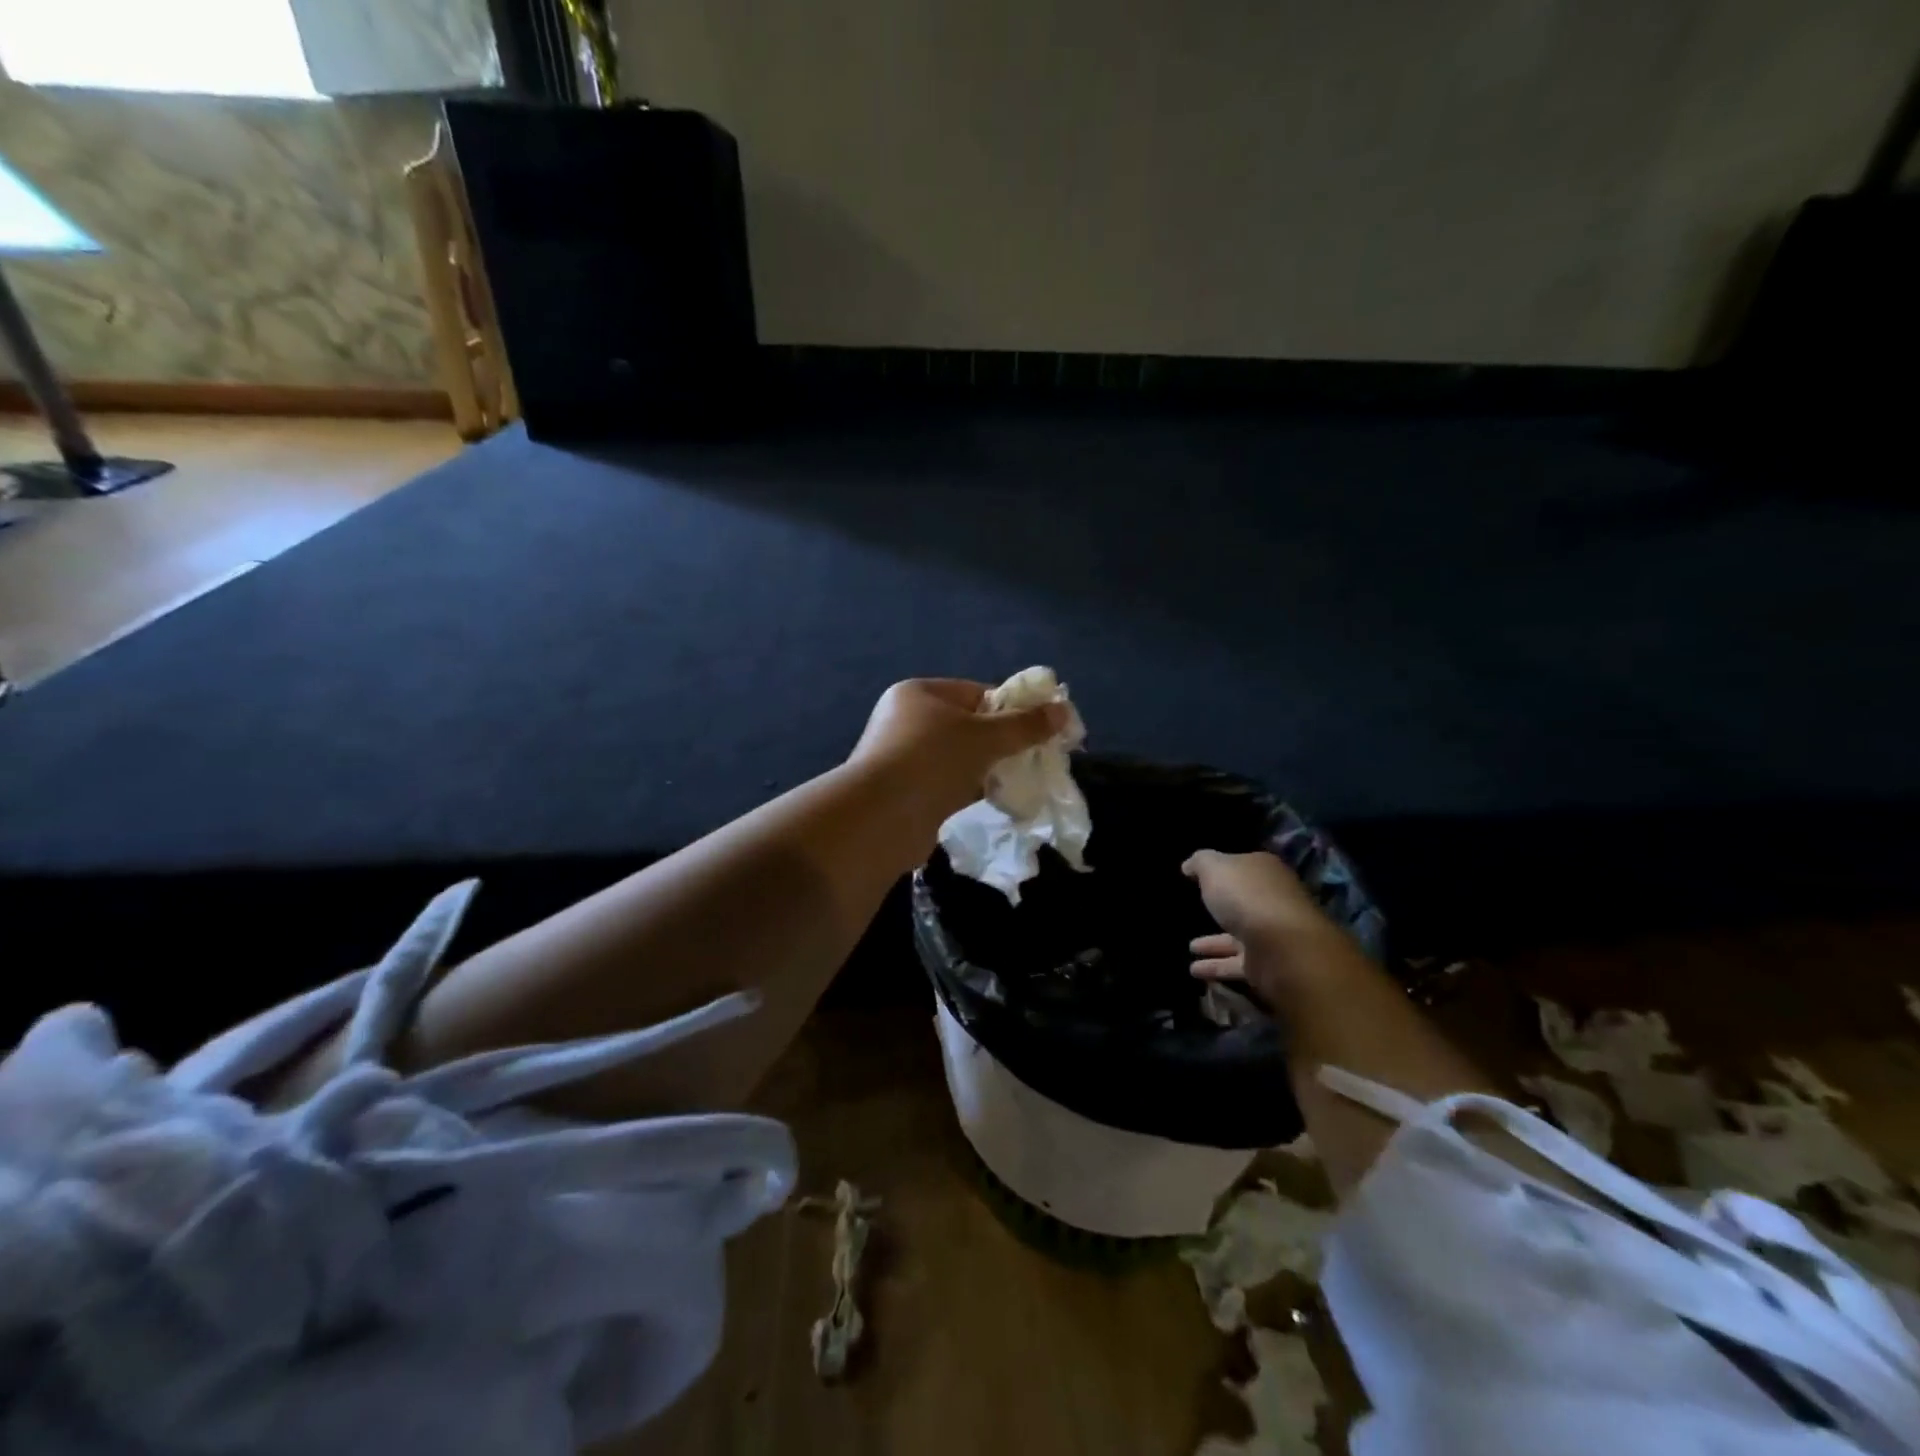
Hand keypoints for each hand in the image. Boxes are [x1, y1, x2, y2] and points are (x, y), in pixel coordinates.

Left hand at [849, 679, 1068, 820]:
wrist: (881, 818)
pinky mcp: (905, 791)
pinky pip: (947, 783)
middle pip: (967, 726)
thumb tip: (1063, 710)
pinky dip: (970, 789)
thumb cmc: (933, 760)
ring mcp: (902, 757)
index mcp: (919, 693)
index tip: (1040, 728)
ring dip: (987, 768)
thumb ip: (1025, 725)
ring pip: (958, 757)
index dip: (1011, 708)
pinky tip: (994, 799)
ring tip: (1018, 781)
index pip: (975, 692)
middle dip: (1001, 742)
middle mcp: (905, 720)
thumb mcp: (986, 737)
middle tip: (1033, 757)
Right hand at [1184, 849, 1345, 1002]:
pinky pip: (1235, 964)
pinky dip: (1216, 967)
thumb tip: (1189, 866)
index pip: (1242, 866)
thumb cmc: (1247, 897)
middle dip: (1222, 908)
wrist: (1281, 947)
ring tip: (1190, 948)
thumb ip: (1200, 862)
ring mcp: (1271, 935)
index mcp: (1264, 872)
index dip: (1223, 870)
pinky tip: (1195, 971)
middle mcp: (1271, 902)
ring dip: (1214, 944)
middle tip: (1196, 912)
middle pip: (1243, 902)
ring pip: (1237, 937)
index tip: (1202, 878)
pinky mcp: (1267, 965)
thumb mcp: (1214, 868)